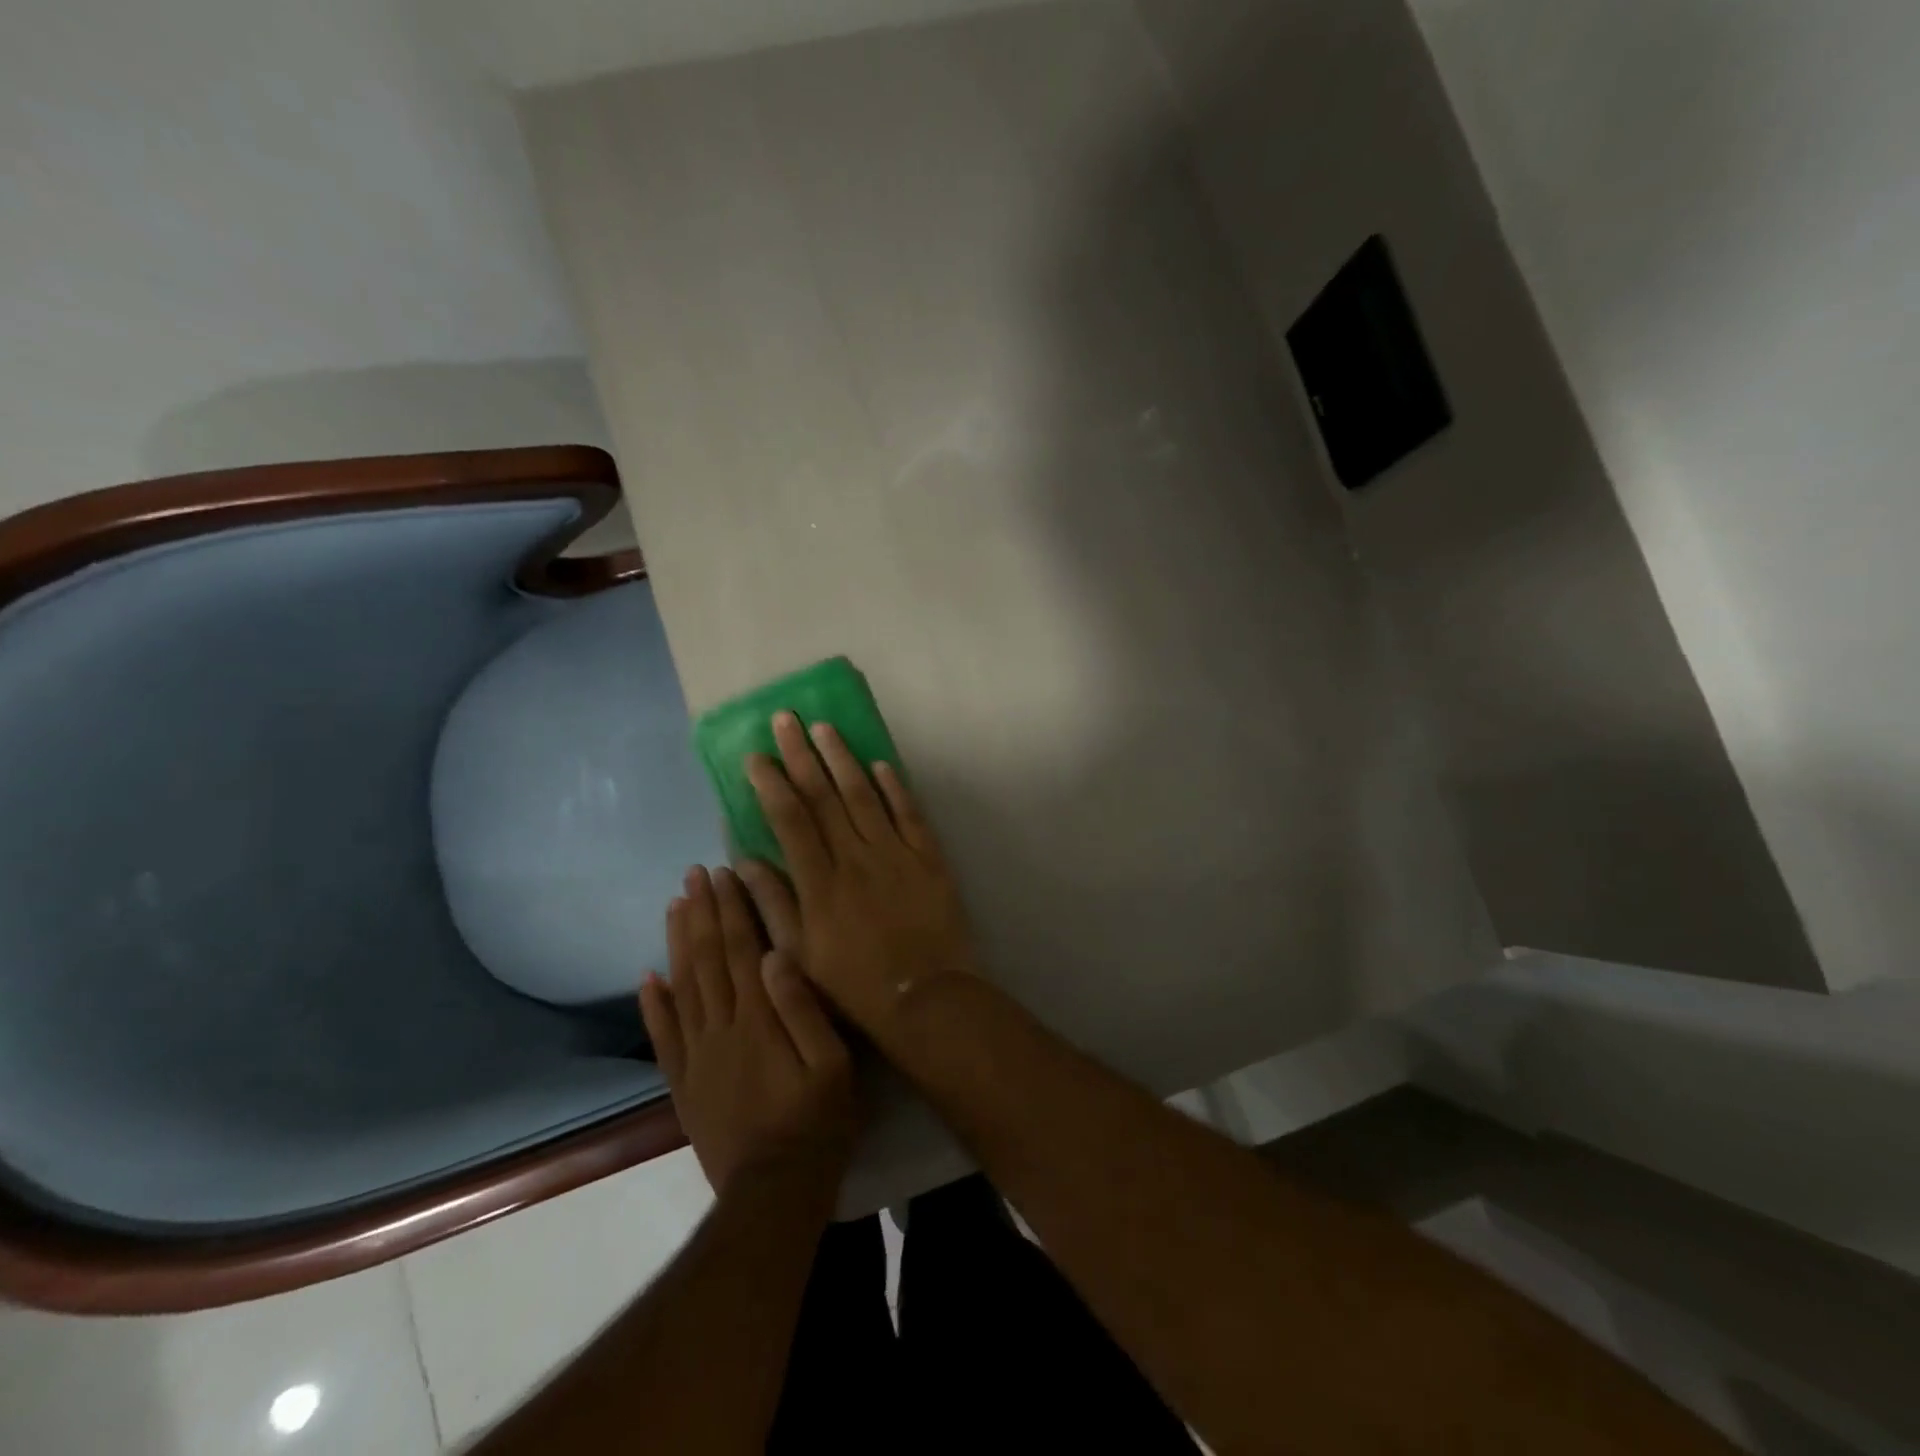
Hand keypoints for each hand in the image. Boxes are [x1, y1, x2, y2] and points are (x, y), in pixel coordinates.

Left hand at [639, 865, 858, 1195]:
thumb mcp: (833, 1065)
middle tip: (693, 874)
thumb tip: (777, 955)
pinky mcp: (684, 1084)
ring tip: (673, 906)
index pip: (741, 949)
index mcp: (758, 1018)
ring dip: (677, 943)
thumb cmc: (818, 1122)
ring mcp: (698, 1056)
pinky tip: (647, 978)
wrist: (775, 1193)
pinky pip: (663, 1037)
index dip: (731, 909)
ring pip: (683, 988)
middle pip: (708, 959)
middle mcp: (721, 1028)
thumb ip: (803, 1008)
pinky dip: (653, 1005)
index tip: (723, 874)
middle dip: (702, 912)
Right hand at [734, 712, 979, 1035]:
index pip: (790, 820)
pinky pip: (910, 814)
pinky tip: (881, 763)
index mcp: (820, 883)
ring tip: (825, 727)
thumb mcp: (800, 957)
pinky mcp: (928, 858)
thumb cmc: (855, 985)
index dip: (771, 784)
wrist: (927, 1000)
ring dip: (843, 758)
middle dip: (801, 754)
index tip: (756, 757)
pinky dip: (895, 787)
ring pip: (865, 795)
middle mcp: (856, 858)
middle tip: (785, 719)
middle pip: (824, 796)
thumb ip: (772, 906)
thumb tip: (742, 862)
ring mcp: (896, 854)